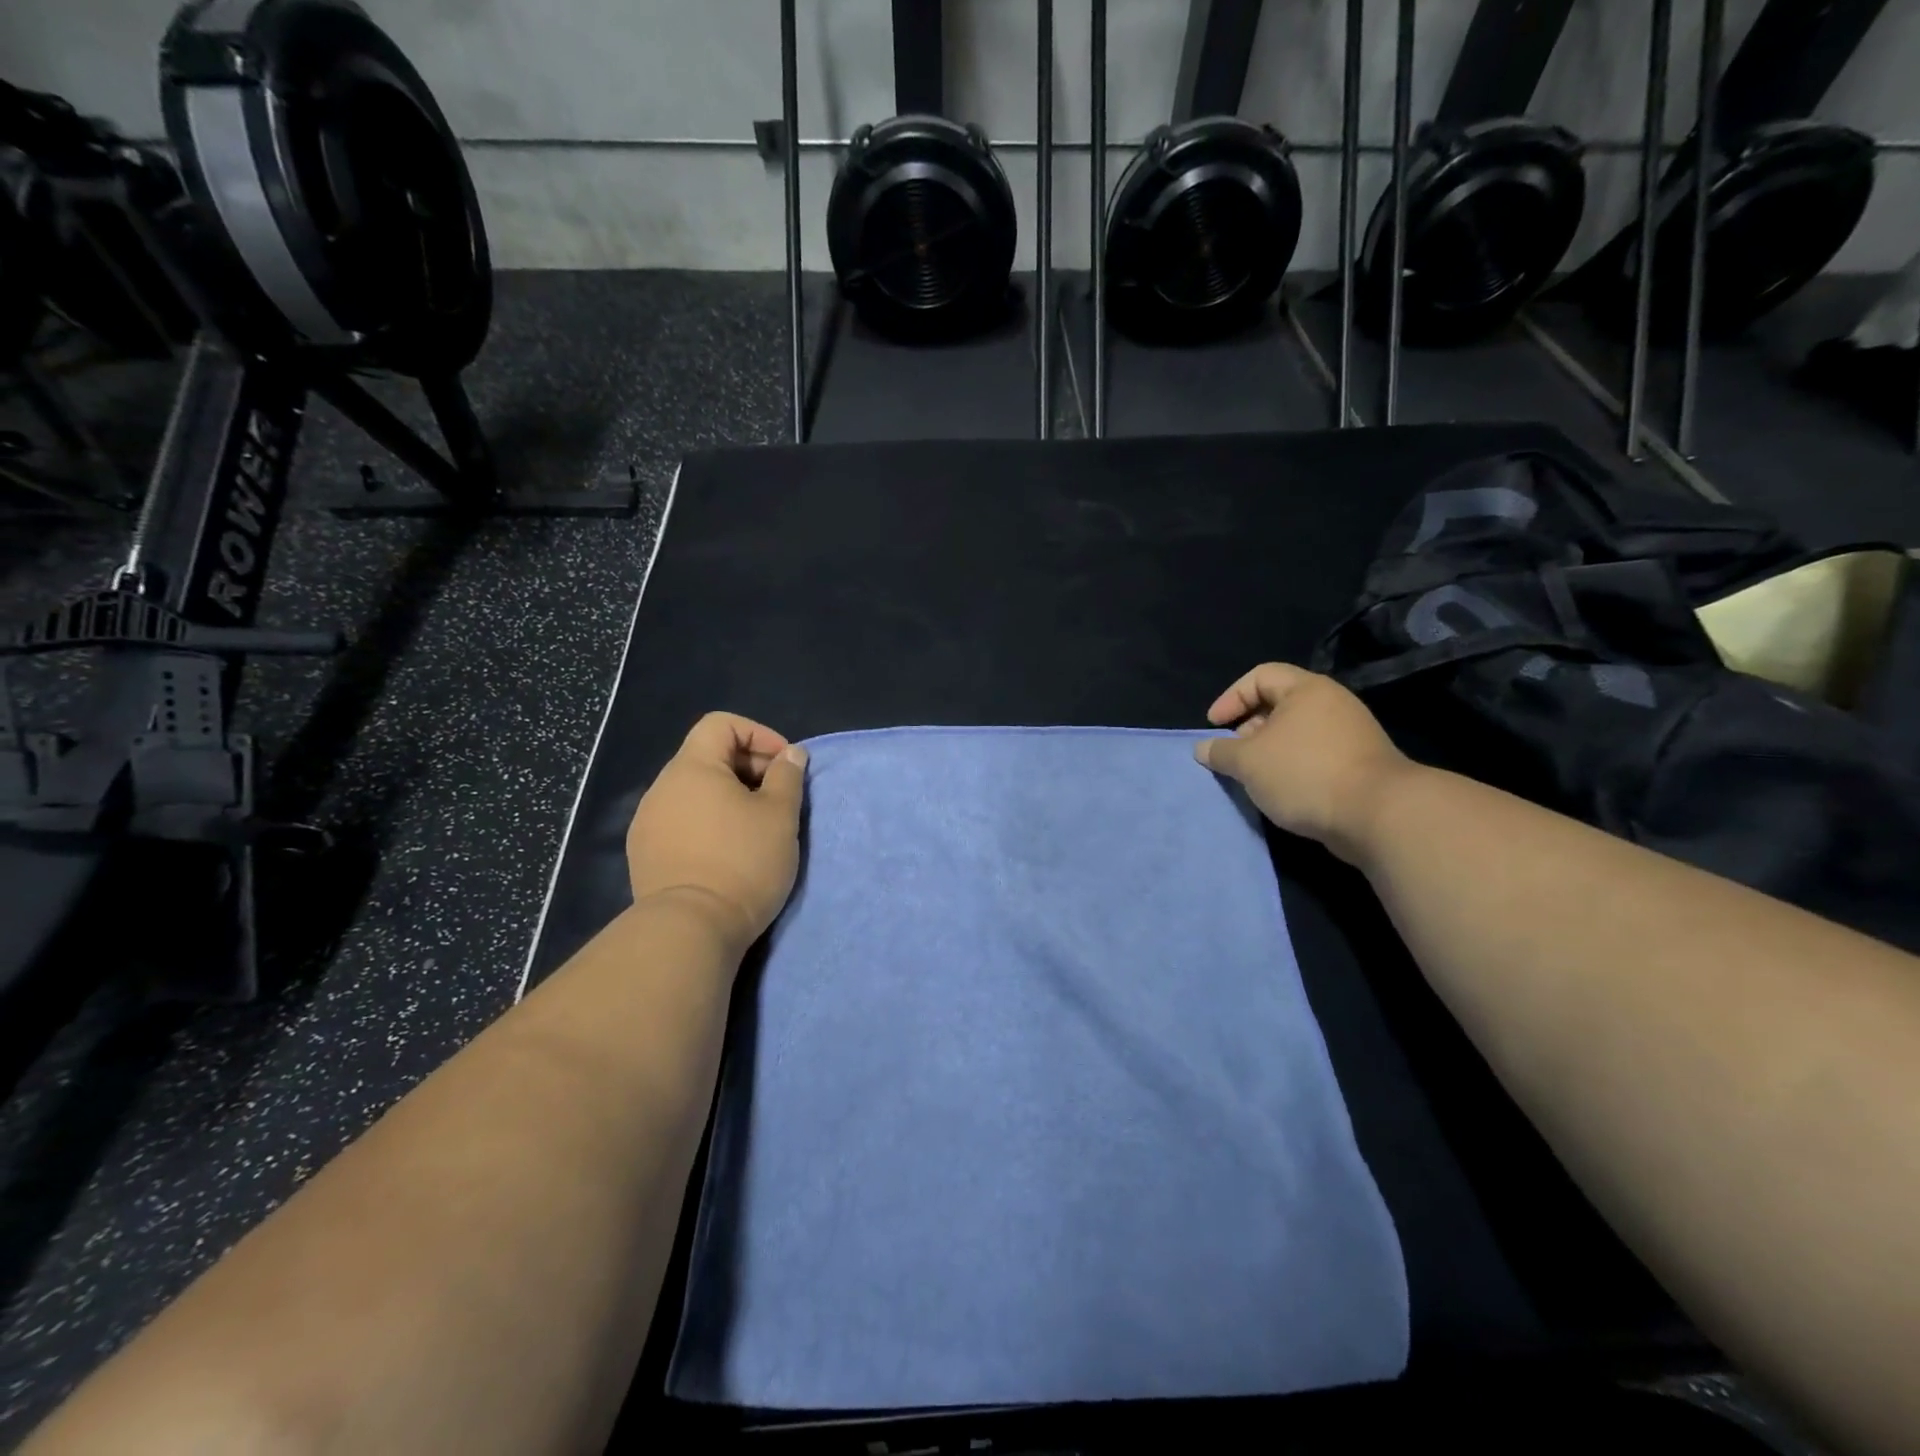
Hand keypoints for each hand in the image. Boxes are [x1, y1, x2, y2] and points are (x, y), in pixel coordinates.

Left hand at [626, 713, 807, 954]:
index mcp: (692, 768)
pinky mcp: (645, 853)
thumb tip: (791, 754)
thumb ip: (787, 776)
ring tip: (756, 828)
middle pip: (708, 756)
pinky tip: (727, 852)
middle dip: (749, 768)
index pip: (721, 724)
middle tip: (778, 799)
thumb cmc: (742, 862)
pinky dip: (709, 822)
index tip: (784, 766)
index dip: (759, 735)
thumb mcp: (780, 816)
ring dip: (729, 797)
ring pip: (695, 791)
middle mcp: (662, 787)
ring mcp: (648, 822)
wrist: (690, 929)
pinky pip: (682, 820)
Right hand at [1194, 663, 1415, 864]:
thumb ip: (1220, 751)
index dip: (1231, 697)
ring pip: (1296, 732)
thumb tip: (1203, 748)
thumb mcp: (1248, 762)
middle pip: (1279, 703)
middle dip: (1248, 726)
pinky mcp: (1359, 763)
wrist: (1376, 814)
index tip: (1213, 726)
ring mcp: (1350, 733)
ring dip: (1269, 751)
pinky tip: (1282, 790)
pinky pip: (1314, 754)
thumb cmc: (1304, 773)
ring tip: (1254, 776)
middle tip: (1233, 753)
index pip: (1260, 676)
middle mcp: (1332, 703)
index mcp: (1307, 690)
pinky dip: (1291, 766)